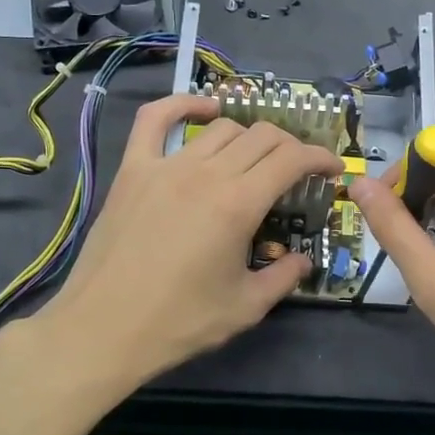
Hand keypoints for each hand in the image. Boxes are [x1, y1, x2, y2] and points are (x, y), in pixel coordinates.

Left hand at [24, 93, 342, 393]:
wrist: (103, 329)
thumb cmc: (179, 322)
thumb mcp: (246, 308)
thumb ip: (284, 278)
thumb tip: (302, 261)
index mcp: (238, 204)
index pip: (292, 159)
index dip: (320, 158)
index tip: (332, 170)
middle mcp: (206, 174)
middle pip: (262, 137)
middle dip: (291, 147)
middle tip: (298, 172)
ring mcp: (165, 166)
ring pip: (221, 129)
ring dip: (249, 138)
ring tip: (256, 160)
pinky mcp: (133, 170)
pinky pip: (155, 119)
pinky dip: (182, 105)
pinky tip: (203, 110)